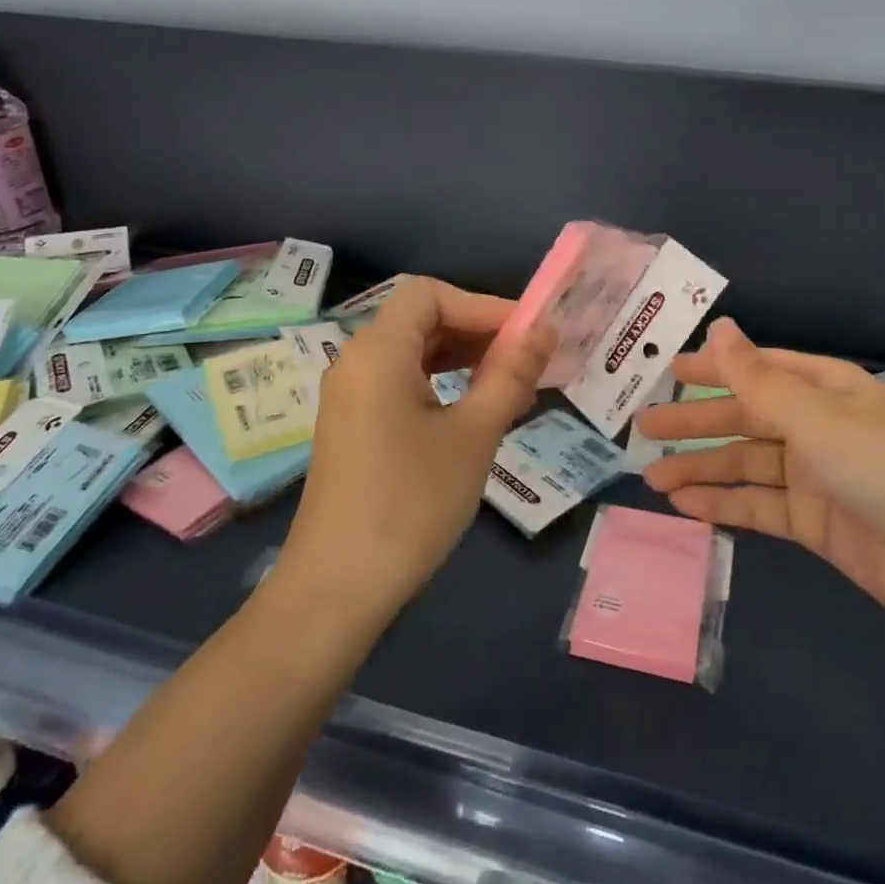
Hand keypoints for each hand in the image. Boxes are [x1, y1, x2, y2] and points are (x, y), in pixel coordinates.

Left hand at [277, 278, 551, 622]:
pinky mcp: (353, 426)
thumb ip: (511, 375)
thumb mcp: (474, 434)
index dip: (482, 305)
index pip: (431, 294)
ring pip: (413, 353)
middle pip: (421, 320)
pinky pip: (401, 383)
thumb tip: (546, 331)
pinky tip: (474, 410)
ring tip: (511, 384)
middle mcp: (356, 362)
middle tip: (528, 359)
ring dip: (462, 358)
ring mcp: (350, 396)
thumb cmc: (412, 502)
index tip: (527, 334)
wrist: (338, 589)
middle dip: (477, 332)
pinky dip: (440, 383)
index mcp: (378, 351)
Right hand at [637, 320, 884, 630]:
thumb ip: (757, 379)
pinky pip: (758, 507)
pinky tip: (686, 507)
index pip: (757, 370)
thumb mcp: (815, 417)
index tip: (666, 372)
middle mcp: (816, 426)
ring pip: (745, 465)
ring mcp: (815, 477)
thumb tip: (719, 325)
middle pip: (744, 419)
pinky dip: (723, 505)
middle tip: (643, 429)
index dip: (712, 369)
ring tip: (652, 476)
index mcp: (823, 388)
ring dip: (700, 469)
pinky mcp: (814, 523)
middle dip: (695, 423)